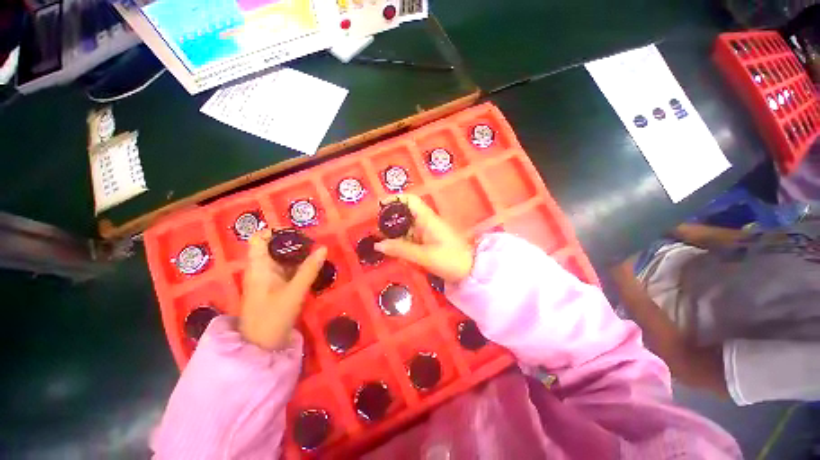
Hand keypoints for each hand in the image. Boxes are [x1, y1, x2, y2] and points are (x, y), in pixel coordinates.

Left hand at [239, 229, 326, 350]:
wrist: (260, 347)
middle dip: (293, 243)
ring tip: (316, 253)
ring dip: (297, 255)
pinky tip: (311, 267)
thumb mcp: (295, 292)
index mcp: (258, 267)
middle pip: (273, 247)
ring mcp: (266, 279)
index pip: (259, 238)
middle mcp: (260, 269)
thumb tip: (323, 248)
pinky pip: (285, 270)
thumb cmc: (273, 317)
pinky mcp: (273, 288)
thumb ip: (309, 269)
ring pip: (281, 259)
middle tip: (314, 244)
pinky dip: (297, 266)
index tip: (298, 233)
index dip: (276, 232)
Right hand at [375, 194, 473, 282]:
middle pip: (405, 214)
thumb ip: (401, 249)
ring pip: (407, 227)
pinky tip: (395, 251)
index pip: (410, 200)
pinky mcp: (429, 241)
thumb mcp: (424, 256)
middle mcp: (426, 222)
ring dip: (395, 235)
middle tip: (375, 232)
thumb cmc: (450, 260)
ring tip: (381, 243)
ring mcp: (428, 231)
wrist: (471, 270)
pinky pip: (412, 238)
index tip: (379, 207)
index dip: (395, 199)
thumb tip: (378, 244)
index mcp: (427, 219)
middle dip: (390, 221)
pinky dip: (402, 243)